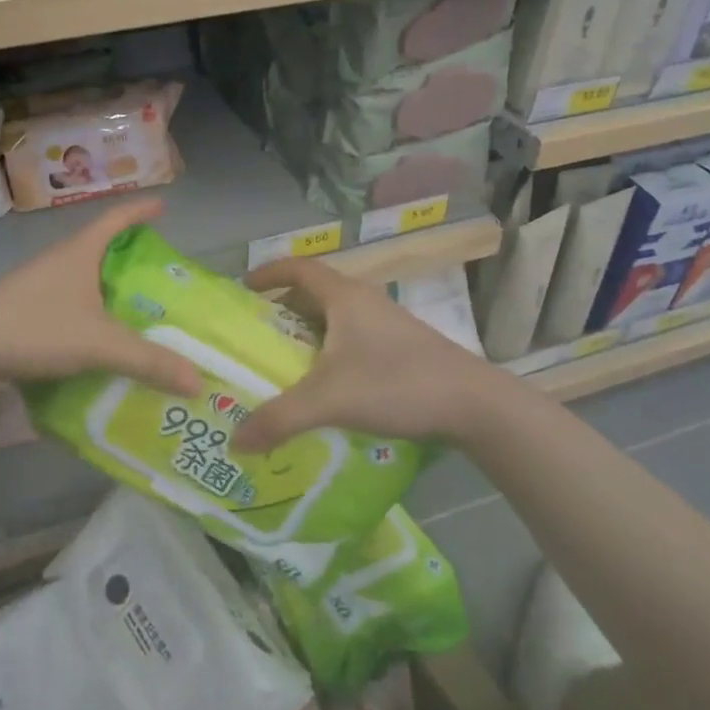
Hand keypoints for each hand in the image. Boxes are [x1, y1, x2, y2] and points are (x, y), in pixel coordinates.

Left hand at [0, 197, 202, 397]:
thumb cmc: (36, 327)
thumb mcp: (99, 344)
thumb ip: (148, 362)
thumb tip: (198, 381)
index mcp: (79, 253)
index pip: (116, 219)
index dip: (140, 212)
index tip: (162, 207)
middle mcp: (58, 261)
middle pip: (99, 247)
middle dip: (128, 254)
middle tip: (156, 272)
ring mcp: (37, 283)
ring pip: (81, 276)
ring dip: (105, 285)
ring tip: (131, 308)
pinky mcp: (22, 307)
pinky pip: (65, 300)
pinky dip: (86, 310)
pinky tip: (94, 337)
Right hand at [232, 256, 502, 453]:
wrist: (475, 404)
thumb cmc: (397, 384)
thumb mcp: (330, 400)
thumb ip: (279, 419)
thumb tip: (235, 441)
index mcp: (344, 297)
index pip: (298, 268)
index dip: (268, 273)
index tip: (243, 289)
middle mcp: (364, 302)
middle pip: (314, 294)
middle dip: (282, 311)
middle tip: (255, 338)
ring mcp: (386, 325)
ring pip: (335, 320)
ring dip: (307, 335)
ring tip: (284, 366)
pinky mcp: (401, 349)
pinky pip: (353, 341)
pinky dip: (330, 354)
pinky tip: (326, 389)